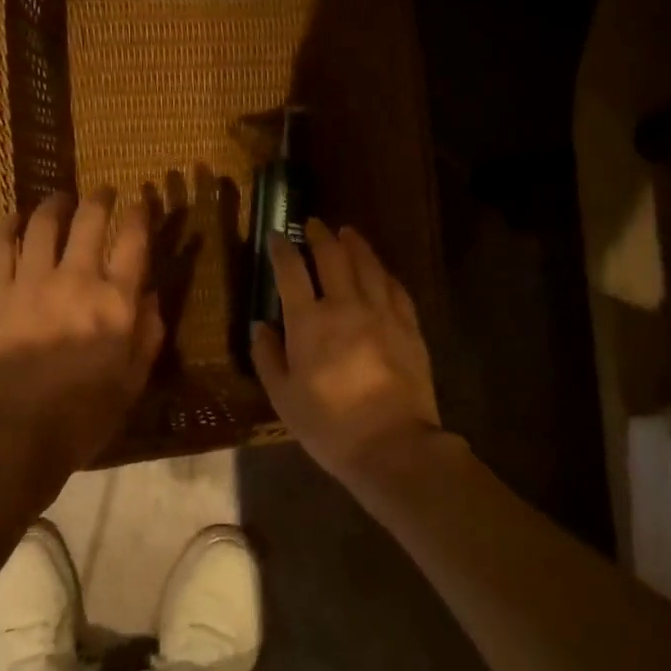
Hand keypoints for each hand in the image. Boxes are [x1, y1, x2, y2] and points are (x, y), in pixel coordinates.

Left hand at [0, 192, 163, 477]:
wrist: (16, 434)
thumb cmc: (84, 413)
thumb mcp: (134, 380)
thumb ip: (149, 333)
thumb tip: (152, 295)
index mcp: (116, 301)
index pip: (133, 240)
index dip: (140, 213)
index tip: (141, 202)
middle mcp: (77, 280)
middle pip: (90, 219)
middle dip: (101, 197)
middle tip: (104, 191)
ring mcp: (31, 282)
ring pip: (45, 224)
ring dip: (56, 204)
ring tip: (61, 200)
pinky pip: (1, 246)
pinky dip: (9, 225)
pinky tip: (16, 217)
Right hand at [251, 218, 440, 478]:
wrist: (393, 445)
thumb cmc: (329, 426)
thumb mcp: (283, 397)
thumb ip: (268, 356)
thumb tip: (261, 325)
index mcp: (309, 322)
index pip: (291, 272)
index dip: (282, 250)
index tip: (276, 236)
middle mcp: (346, 306)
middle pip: (333, 257)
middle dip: (320, 236)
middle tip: (312, 224)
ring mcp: (382, 313)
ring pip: (368, 264)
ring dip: (354, 244)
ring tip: (347, 232)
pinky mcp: (409, 326)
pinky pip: (395, 287)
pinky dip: (383, 272)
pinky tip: (380, 269)